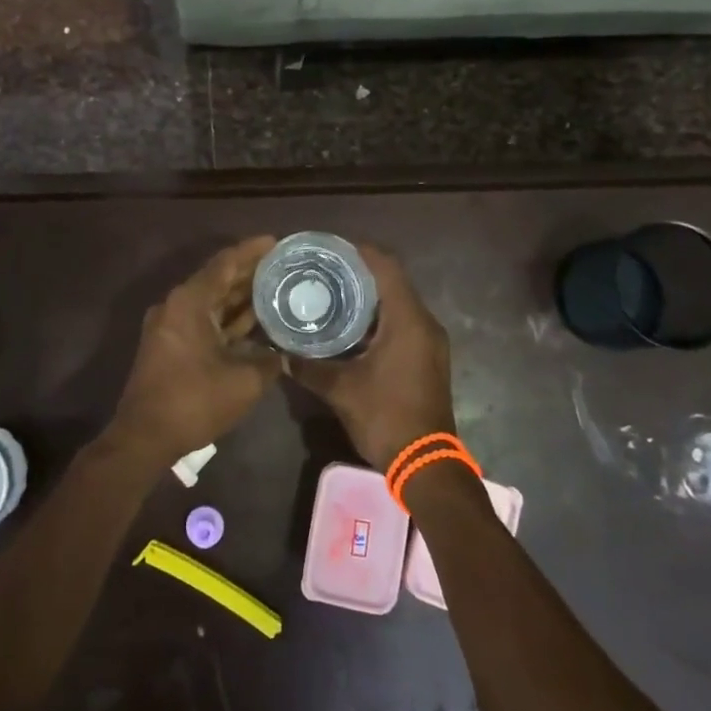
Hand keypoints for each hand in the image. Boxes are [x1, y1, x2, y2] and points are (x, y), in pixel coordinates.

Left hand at [109, 236, 281, 468]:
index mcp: (190, 301)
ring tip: (277, 287)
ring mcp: (171, 325)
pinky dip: (228, 318)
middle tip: (283, 265)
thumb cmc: (194, 401)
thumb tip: (287, 352)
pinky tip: (256, 321)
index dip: (252, 251)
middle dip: (250, 272)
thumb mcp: (244, 381)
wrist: (145, 436)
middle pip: (218, 279)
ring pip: (212, 301)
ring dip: (241, 296)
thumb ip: (270, 360)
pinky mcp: (172, 344)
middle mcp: (177, 305)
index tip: (277, 242)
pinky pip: (205, 320)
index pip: (225, 263)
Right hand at [288, 244, 454, 469]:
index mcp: (407, 320)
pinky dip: (378, 318)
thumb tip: (281, 353)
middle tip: (323, 270)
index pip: (386, 267)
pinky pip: (402, 323)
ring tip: (331, 293)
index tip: (330, 247)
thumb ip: (309, 367)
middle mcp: (424, 323)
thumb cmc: (386, 417)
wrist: (426, 463)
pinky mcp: (427, 358)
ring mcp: (429, 342)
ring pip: (398, 304)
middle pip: (393, 282)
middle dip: (359, 272)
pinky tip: (350, 327)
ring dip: (369, 297)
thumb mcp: (340, 390)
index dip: (360, 251)